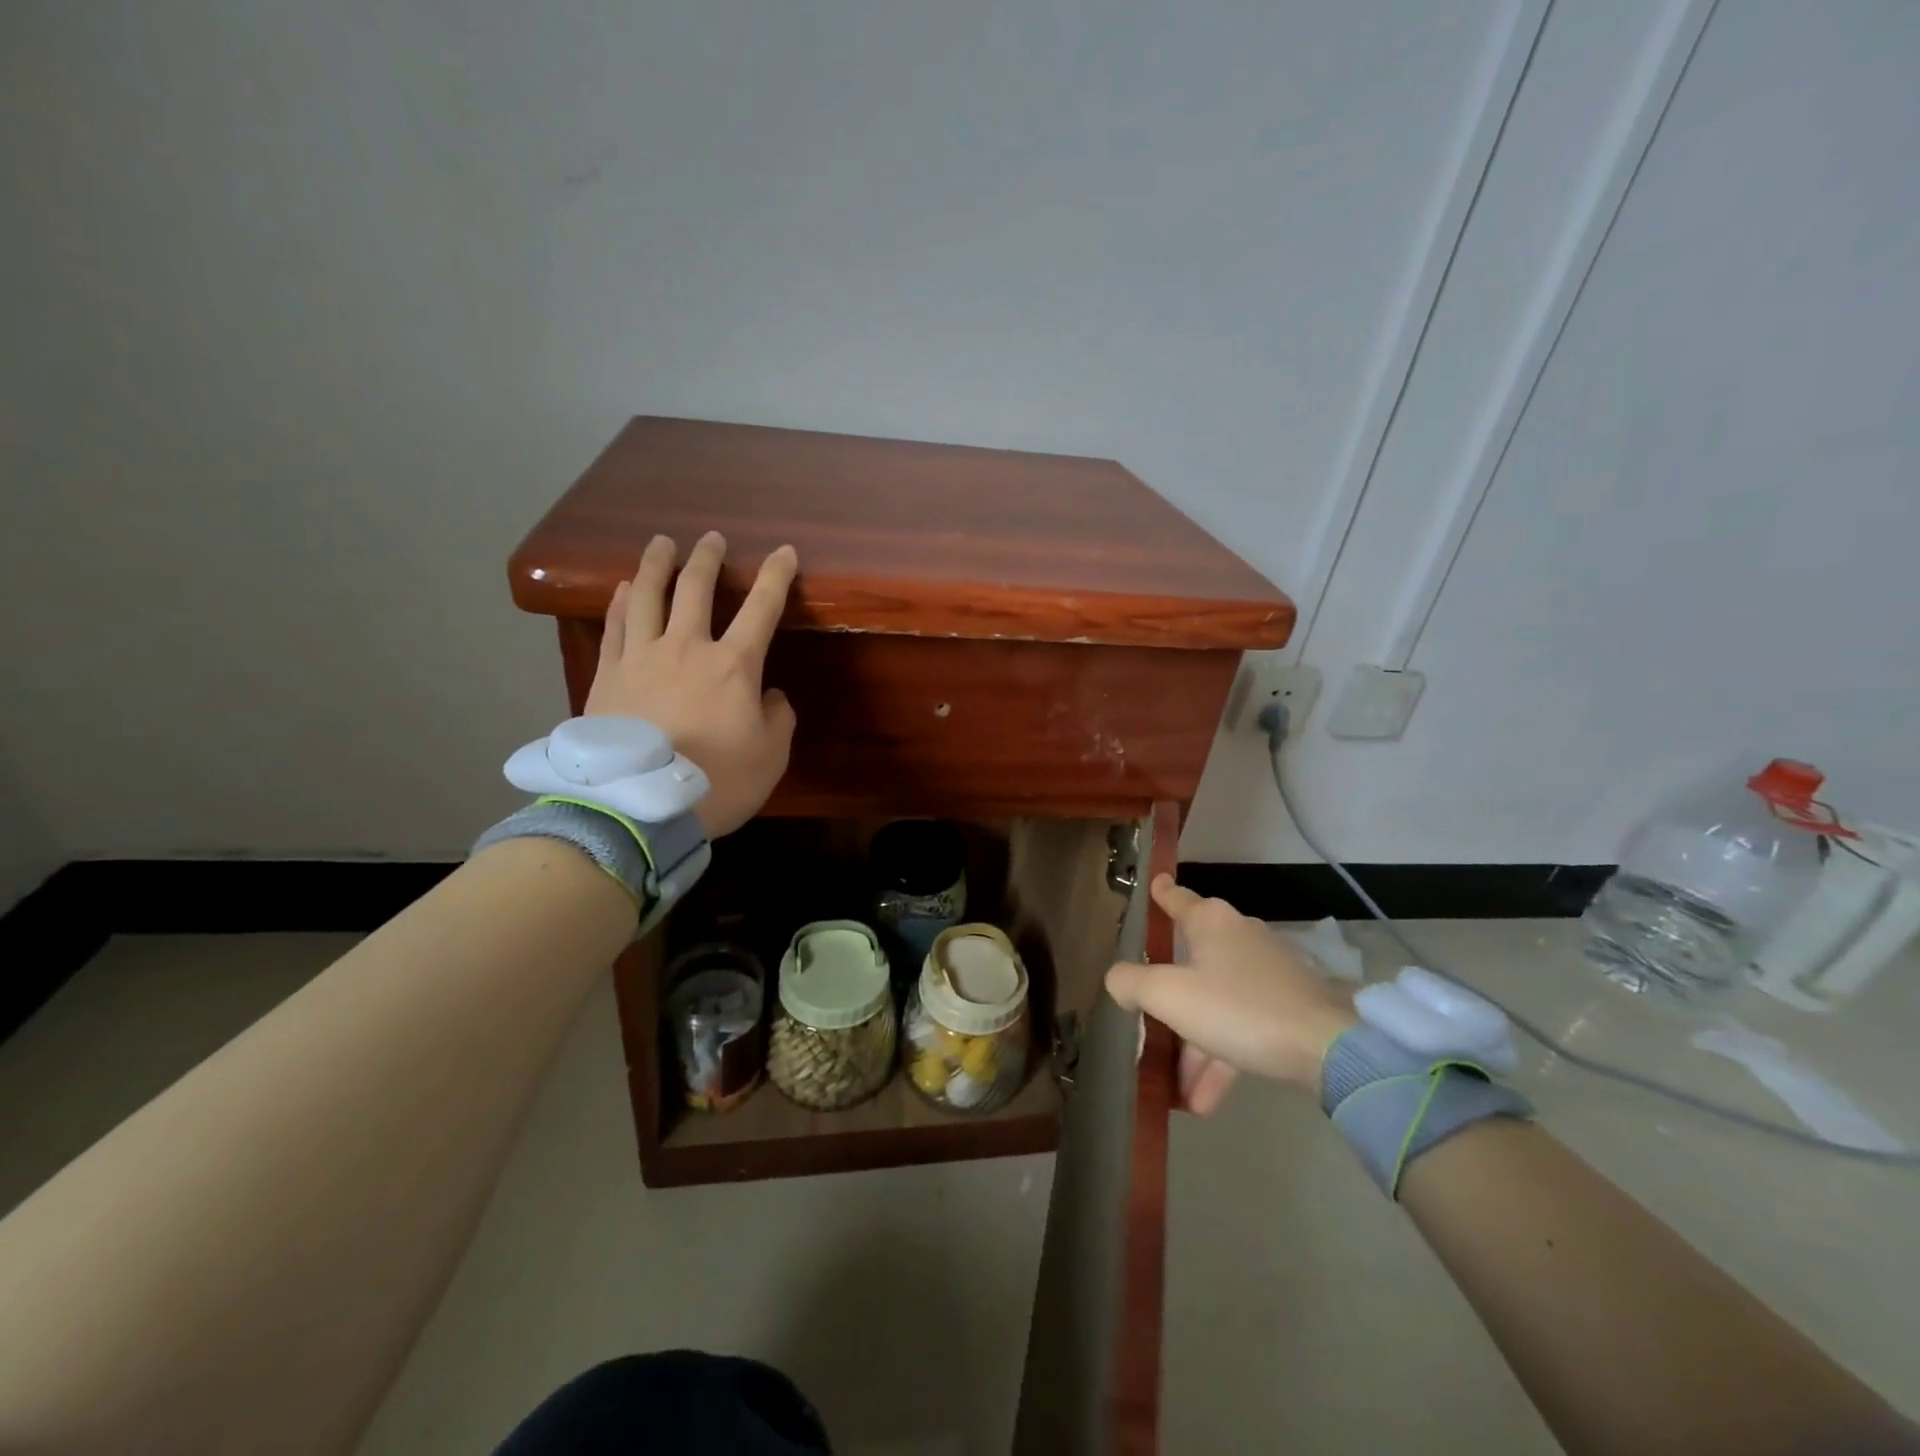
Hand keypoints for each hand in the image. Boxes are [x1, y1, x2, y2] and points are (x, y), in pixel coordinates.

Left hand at [585, 532, 797, 837]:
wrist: (641, 806)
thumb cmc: (718, 781)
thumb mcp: (771, 756)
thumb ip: (778, 717)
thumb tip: (770, 695)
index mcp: (733, 665)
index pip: (762, 607)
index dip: (776, 576)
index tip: (785, 552)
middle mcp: (686, 647)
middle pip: (696, 588)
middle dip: (708, 558)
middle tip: (712, 538)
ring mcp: (641, 658)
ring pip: (648, 596)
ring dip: (657, 565)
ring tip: (661, 543)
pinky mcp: (608, 675)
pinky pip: (615, 626)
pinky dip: (622, 602)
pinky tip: (625, 589)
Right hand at [1106, 874, 1357, 1111]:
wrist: (1327, 1049)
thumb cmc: (1237, 1008)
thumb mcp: (1169, 996)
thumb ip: (1132, 983)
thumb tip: (1118, 980)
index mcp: (1211, 923)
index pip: (1178, 899)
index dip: (1162, 893)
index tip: (1155, 882)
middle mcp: (1239, 938)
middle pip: (1192, 963)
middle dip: (1169, 1002)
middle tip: (1147, 1024)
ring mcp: (1267, 974)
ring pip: (1216, 1004)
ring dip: (1195, 1047)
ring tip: (1179, 1091)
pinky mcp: (1288, 1007)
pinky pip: (1242, 1028)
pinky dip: (1222, 1058)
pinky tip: (1205, 1101)